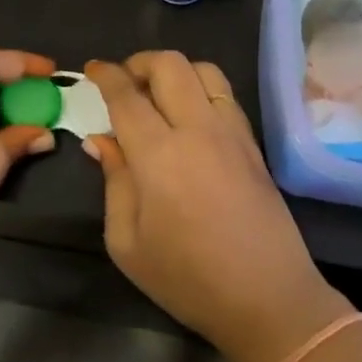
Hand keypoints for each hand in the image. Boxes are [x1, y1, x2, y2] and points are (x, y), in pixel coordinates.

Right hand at [83, 53, 350, 361]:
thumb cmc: (188, 279)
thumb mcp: (127, 243)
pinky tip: (189, 117)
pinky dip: (201, 89)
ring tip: (158, 95)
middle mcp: (197, 129)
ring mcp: (232, 133)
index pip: (127, 94)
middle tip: (124, 83)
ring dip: (175, 71)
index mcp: (158, 154)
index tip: (92, 69)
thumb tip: (102, 141)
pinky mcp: (254, 145)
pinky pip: (225, 95)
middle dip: (140, 62)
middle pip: (170, 64)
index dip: (105, 75)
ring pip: (205, 70)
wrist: (268, 300)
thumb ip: (113, 181)